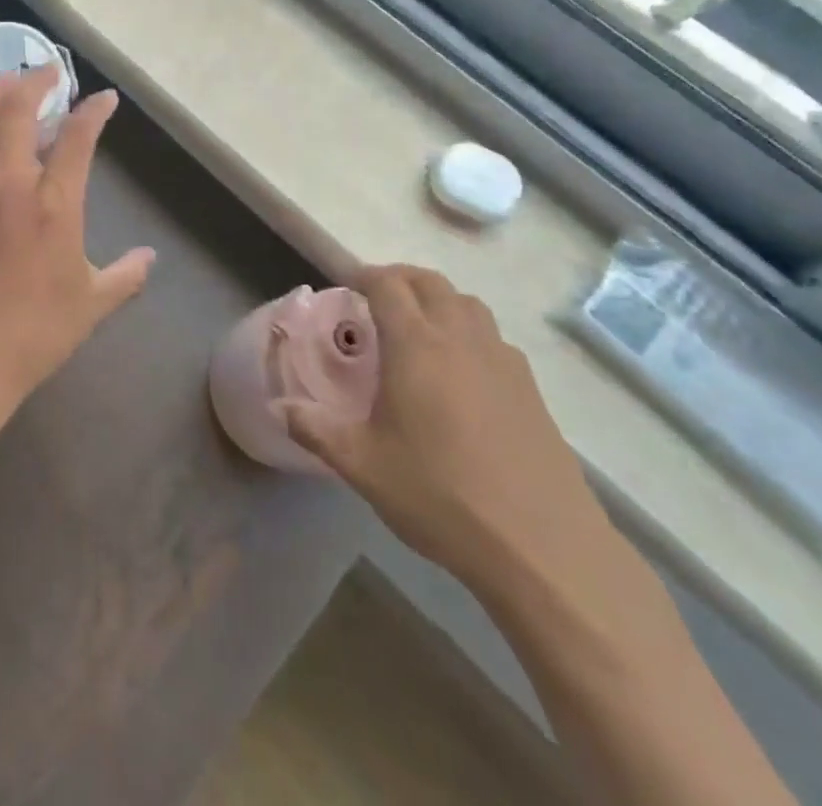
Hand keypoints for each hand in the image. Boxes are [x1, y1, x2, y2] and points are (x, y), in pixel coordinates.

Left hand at [0, 67, 155, 420]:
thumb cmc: (34, 332)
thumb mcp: (92, 304)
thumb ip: (125, 275)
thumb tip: (149, 259)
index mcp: (53, 205)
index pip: (78, 138)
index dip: (93, 111)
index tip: (104, 99)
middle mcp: (8, 186)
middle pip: (16, 111)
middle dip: (34, 81)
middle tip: (47, 71)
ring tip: (4, 83)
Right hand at [276, 264, 613, 601]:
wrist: (542, 547)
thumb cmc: (440, 495)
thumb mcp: (363, 465)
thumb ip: (315, 430)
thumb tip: (279, 408)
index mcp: (416, 345)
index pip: (388, 284)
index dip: (364, 275)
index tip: (346, 284)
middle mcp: (461, 339)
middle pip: (430, 282)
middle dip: (399, 279)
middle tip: (376, 299)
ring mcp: (503, 361)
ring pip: (468, 304)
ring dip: (438, 300)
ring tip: (418, 328)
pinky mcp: (531, 390)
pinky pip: (494, 338)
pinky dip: (469, 333)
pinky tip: (460, 374)